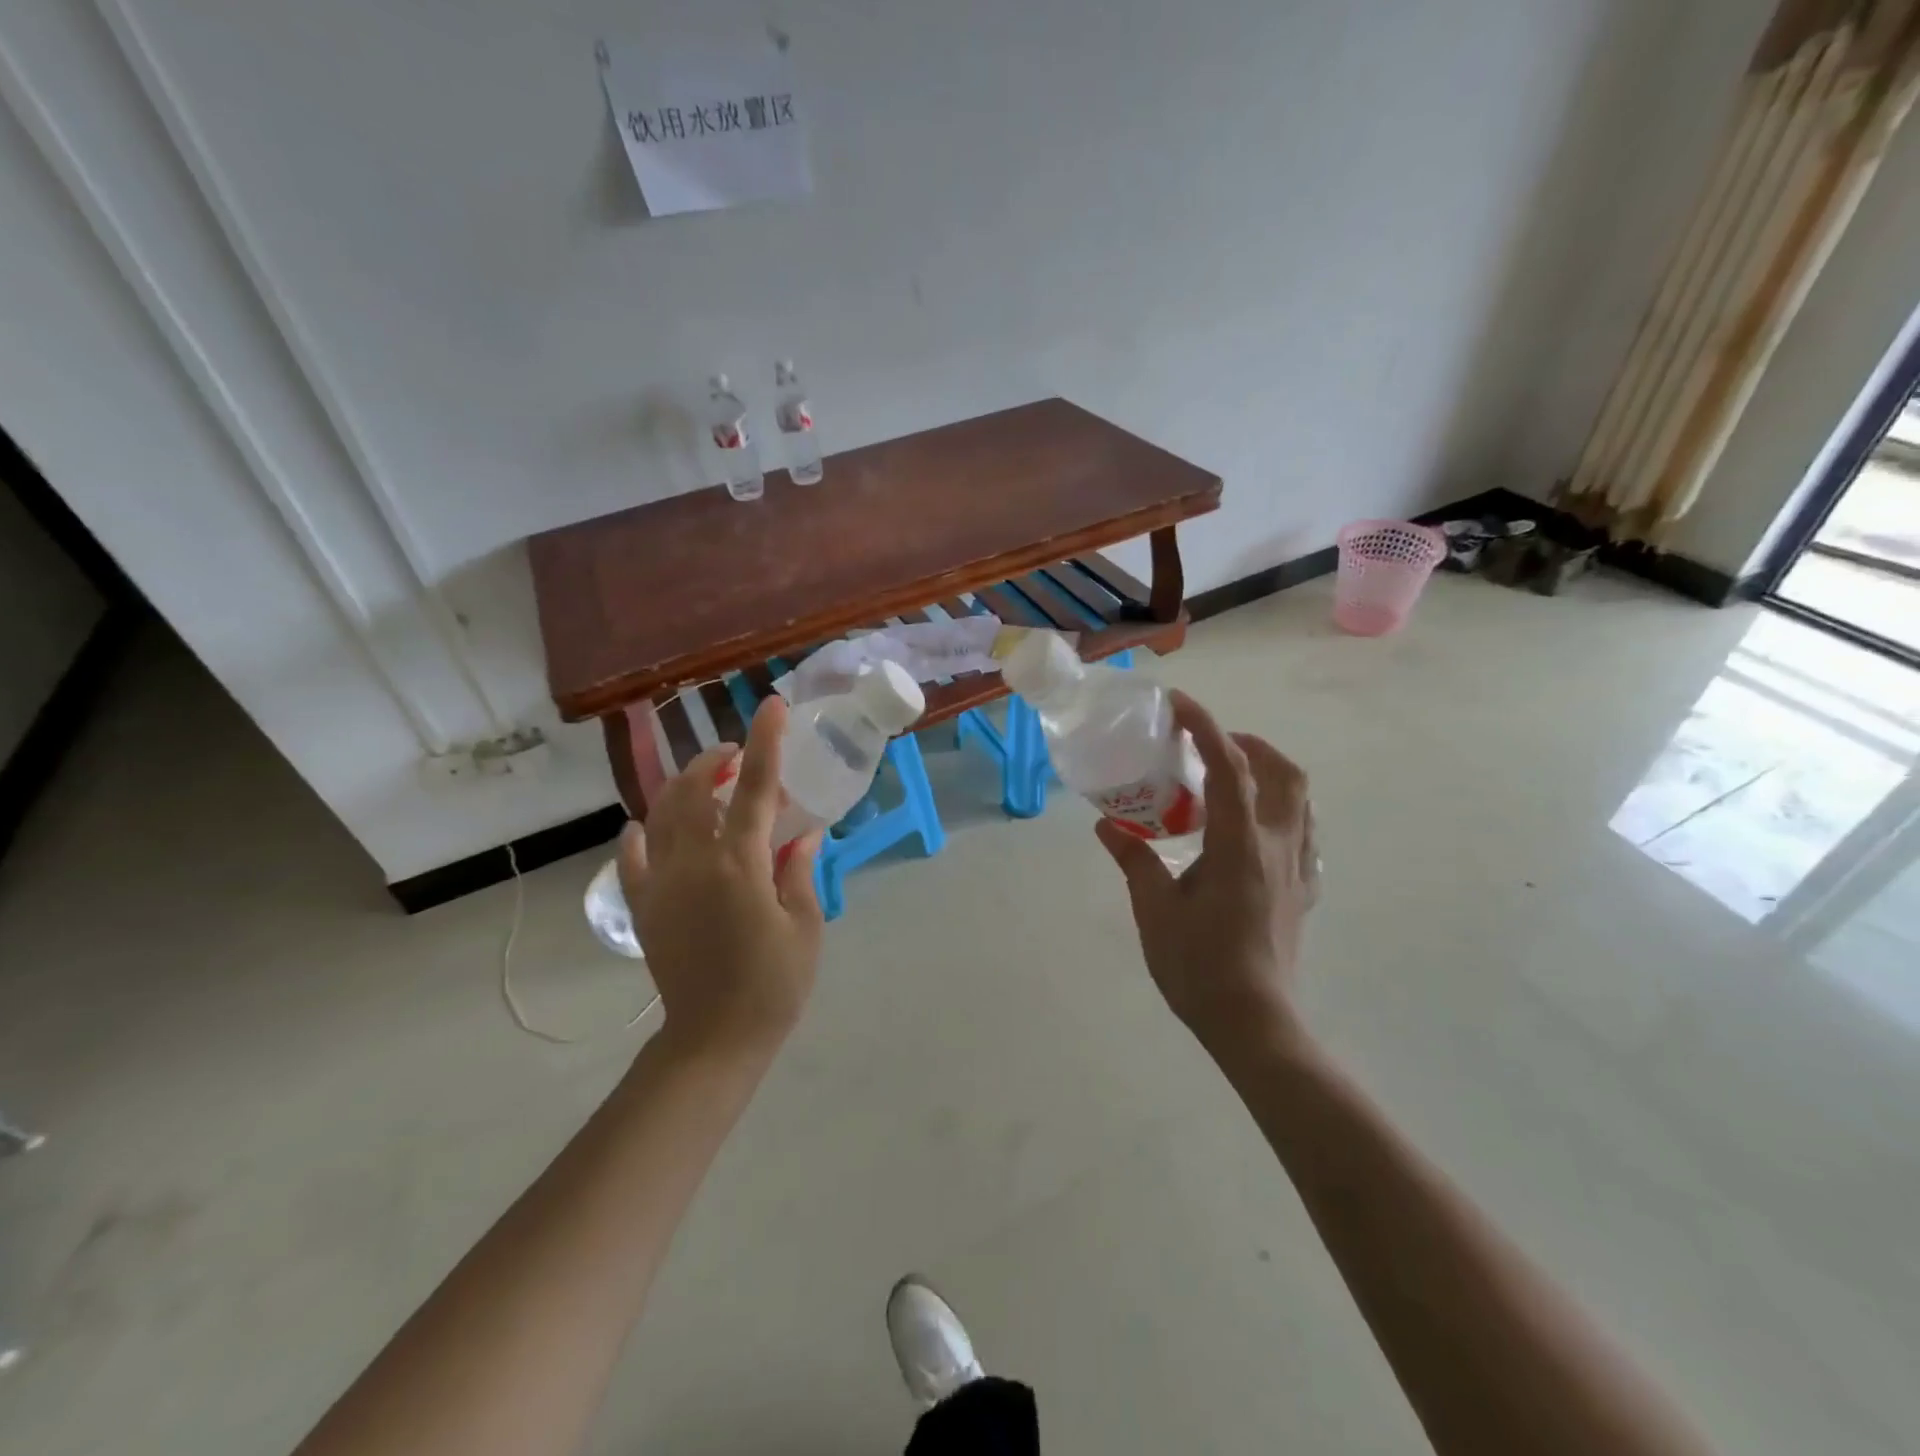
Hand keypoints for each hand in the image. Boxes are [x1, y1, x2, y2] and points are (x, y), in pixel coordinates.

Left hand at [617, 696, 824, 1062]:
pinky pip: (632, 857)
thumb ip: (798, 871)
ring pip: (660, 814)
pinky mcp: (642, 907)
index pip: (756, 788)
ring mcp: (660, 884)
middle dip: (715, 760)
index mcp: (740, 865)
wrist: (714, 1039)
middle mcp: (693, 864)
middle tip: (737, 753)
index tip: (772, 705)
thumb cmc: (773, 984)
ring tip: (704, 782)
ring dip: (682, 787)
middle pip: (694, 790)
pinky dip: (640, 834)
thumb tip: (801, 835)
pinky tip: (646, 826)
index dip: (766, 741)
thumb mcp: (805, 926)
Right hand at [1095, 691, 1318, 1064]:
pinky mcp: (1302, 890)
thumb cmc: (1199, 965)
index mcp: (1239, 844)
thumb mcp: (1154, 909)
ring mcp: (1297, 868)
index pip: (1229, 767)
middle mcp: (1278, 845)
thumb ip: (1134, 859)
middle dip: (1248, 744)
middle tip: (1207, 746)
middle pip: (1282, 772)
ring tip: (1229, 778)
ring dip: (1269, 773)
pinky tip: (1250, 827)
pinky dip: (1279, 809)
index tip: (1179, 704)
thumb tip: (1107, 826)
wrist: (1253, 1022)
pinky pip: (1303, 831)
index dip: (1205, 727)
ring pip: (1301, 799)